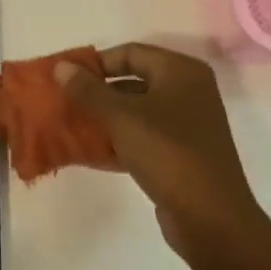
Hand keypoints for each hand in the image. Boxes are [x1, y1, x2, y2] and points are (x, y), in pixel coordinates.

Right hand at [55, 44, 262, 259]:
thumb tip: (61, 66)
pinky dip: (118, 139)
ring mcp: (187, 124)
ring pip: (136, 110)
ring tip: (72, 125)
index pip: (130, 52)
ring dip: (104, 117)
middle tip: (65, 101)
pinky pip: (143, 136)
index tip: (65, 79)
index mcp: (181, 71)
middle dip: (97, 91)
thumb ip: (88, 89)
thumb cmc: (167, 152)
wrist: (209, 216)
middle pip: (133, 80)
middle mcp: (188, 91)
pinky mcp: (181, 153)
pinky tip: (91, 151)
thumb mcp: (121, 116)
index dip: (96, 63)